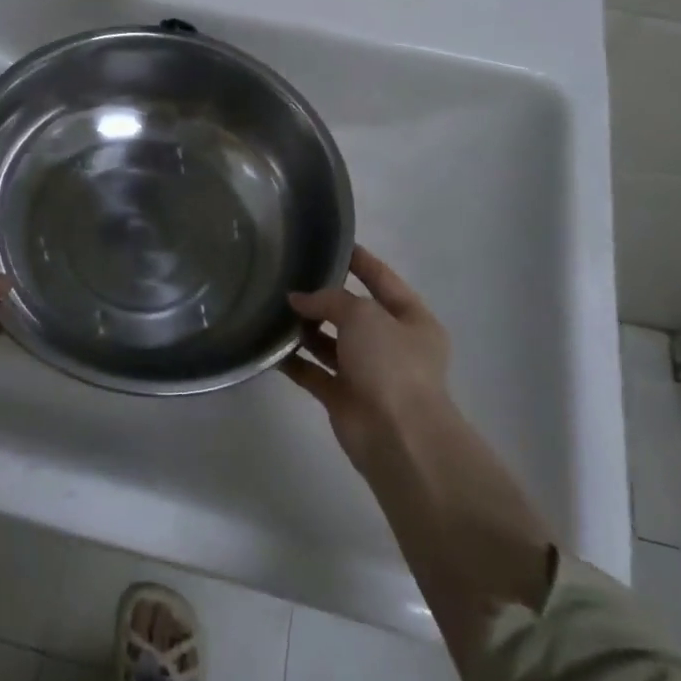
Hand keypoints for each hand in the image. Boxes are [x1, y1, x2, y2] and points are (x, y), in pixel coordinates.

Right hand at [283, 245, 453, 479]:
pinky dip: (294, 360)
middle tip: (288, 276)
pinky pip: (314, 372)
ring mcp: (368, 373)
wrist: (398, 437)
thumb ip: (329, 300)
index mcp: (412, 320)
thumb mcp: (363, 314)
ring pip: (331, 343)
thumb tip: (298, 300)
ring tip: (273, 307)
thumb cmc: (391, 364)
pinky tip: (269, 344)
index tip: (331, 243)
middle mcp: (392, 345)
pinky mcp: (344, 398)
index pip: (383, 280)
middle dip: (324, 298)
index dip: (360, 261)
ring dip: (306, 329)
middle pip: (353, 313)